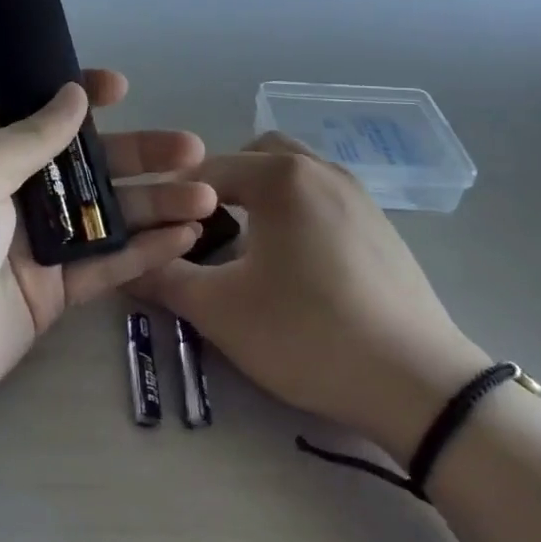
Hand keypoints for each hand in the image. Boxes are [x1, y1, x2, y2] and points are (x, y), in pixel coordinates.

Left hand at [0, 71, 214, 439]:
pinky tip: (185, 238)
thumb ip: (29, 138)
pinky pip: (105, 264)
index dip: (78, 97)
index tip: (121, 87)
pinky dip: (145, 251)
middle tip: (192, 148)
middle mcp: (11, 192)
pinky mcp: (51, 293)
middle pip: (85, 162)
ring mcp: (34, 245)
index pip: (35, 111)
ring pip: (105, 214)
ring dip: (155, 203)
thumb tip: (73, 96)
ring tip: (206, 196)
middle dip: (138, 152)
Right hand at [130, 133, 489, 462]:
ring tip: (248, 248)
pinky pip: (323, 199)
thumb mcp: (220, 310)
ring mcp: (358, 195)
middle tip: (205, 232)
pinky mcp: (381, 225)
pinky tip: (296, 266)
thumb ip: (162, 279)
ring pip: (293, 175)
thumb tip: (122, 264)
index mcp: (281, 176)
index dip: (175, 200)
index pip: (207, 170)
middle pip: (255, 156)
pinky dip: (297, 213)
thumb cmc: (308, 334)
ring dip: (262, 197)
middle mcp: (321, 169)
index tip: (159, 234)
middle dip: (224, 186)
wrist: (419, 385)